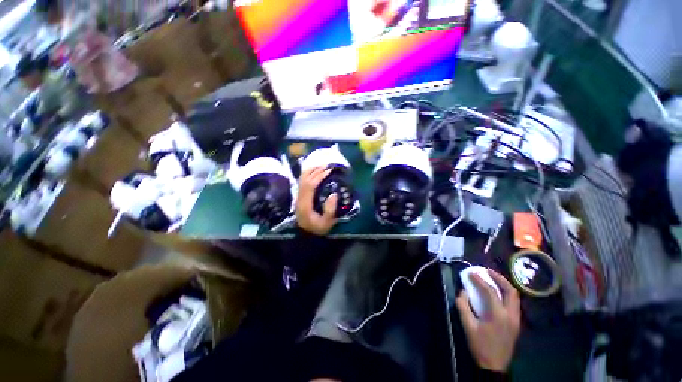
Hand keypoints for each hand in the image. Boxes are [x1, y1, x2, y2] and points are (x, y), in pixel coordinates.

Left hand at [296, 167, 337, 235]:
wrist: (307, 235)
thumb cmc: (318, 229)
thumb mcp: (326, 223)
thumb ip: (330, 211)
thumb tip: (333, 194)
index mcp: (305, 204)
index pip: (310, 185)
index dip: (319, 176)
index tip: (329, 170)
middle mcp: (300, 198)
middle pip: (305, 180)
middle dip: (316, 170)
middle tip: (327, 164)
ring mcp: (298, 197)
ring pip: (301, 179)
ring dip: (311, 170)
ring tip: (321, 165)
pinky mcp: (300, 197)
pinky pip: (302, 182)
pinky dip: (307, 174)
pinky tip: (313, 171)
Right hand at [455, 269, 520, 371]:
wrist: (494, 366)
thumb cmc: (480, 346)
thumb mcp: (467, 326)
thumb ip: (463, 306)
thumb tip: (463, 292)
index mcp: (498, 316)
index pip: (490, 292)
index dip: (480, 280)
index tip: (471, 273)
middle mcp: (511, 315)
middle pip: (511, 291)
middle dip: (499, 278)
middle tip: (487, 271)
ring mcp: (516, 320)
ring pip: (515, 297)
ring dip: (504, 285)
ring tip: (493, 278)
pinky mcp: (517, 323)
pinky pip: (514, 303)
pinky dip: (507, 293)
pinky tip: (498, 293)